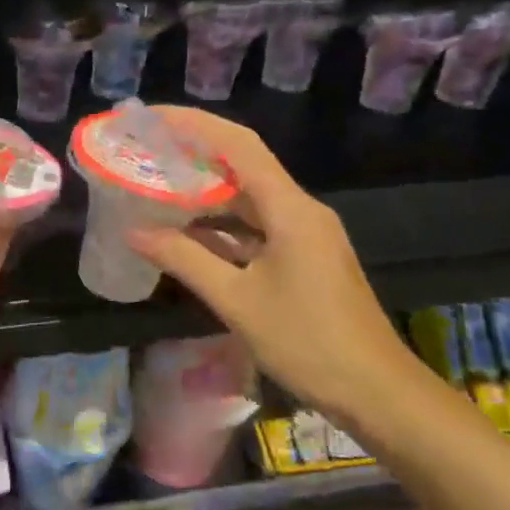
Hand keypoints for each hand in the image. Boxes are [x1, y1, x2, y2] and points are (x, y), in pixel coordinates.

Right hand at [126, 106, 430, 420]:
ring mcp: (305, 234)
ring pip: (248, 198)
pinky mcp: (304, 257)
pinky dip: (221, 225)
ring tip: (156, 186)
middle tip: (146, 151)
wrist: (377, 392)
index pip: (238, 145)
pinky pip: (256, 227)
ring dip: (205, 191)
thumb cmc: (307, 342)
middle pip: (243, 165)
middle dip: (194, 154)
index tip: (152, 118)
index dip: (193, 124)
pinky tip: (187, 233)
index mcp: (290, 209)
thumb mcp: (237, 301)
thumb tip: (133, 232)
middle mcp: (300, 210)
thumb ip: (184, 260)